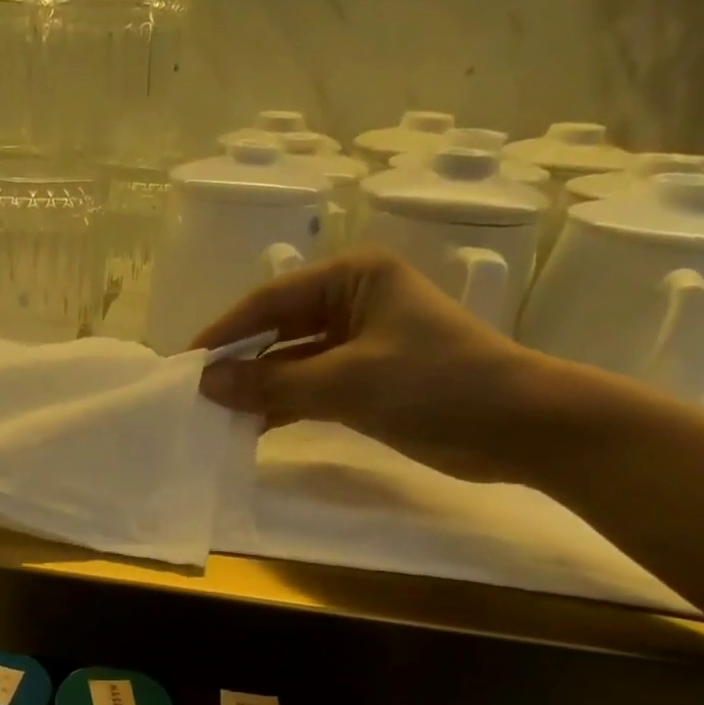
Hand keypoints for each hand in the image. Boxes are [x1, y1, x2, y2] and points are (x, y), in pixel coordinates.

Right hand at [192, 246, 550, 481]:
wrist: (517, 427)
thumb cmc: (434, 383)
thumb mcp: (345, 381)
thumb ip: (272, 381)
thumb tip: (206, 383)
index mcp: (354, 276)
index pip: (271, 299)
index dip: (225, 331)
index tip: (186, 363)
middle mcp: (353, 301)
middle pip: (277, 329)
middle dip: (240, 362)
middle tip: (196, 393)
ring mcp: (359, 343)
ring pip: (291, 362)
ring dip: (258, 388)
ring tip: (216, 416)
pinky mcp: (365, 381)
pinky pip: (309, 387)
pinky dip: (283, 406)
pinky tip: (251, 427)